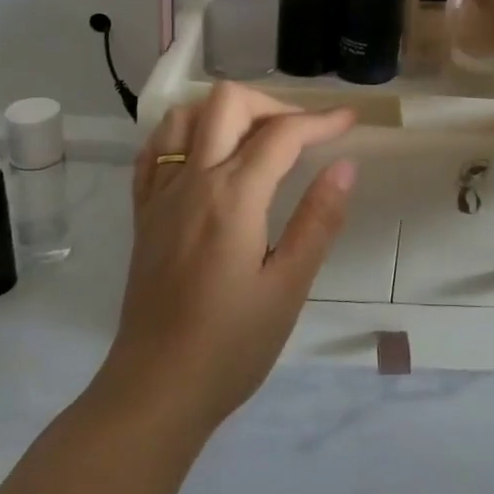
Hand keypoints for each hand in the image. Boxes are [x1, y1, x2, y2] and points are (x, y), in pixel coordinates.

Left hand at [99, 84, 357, 434]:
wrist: (156, 390)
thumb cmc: (231, 345)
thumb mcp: (288, 287)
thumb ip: (318, 220)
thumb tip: (345, 166)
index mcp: (232, 198)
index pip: (281, 135)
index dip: (321, 121)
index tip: (349, 121)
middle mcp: (192, 180)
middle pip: (228, 103)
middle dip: (273, 105)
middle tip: (303, 136)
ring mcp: (160, 194)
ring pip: (185, 115)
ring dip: (225, 113)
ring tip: (257, 140)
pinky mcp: (143, 213)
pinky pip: (155, 149)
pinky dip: (185, 134)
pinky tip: (206, 155)